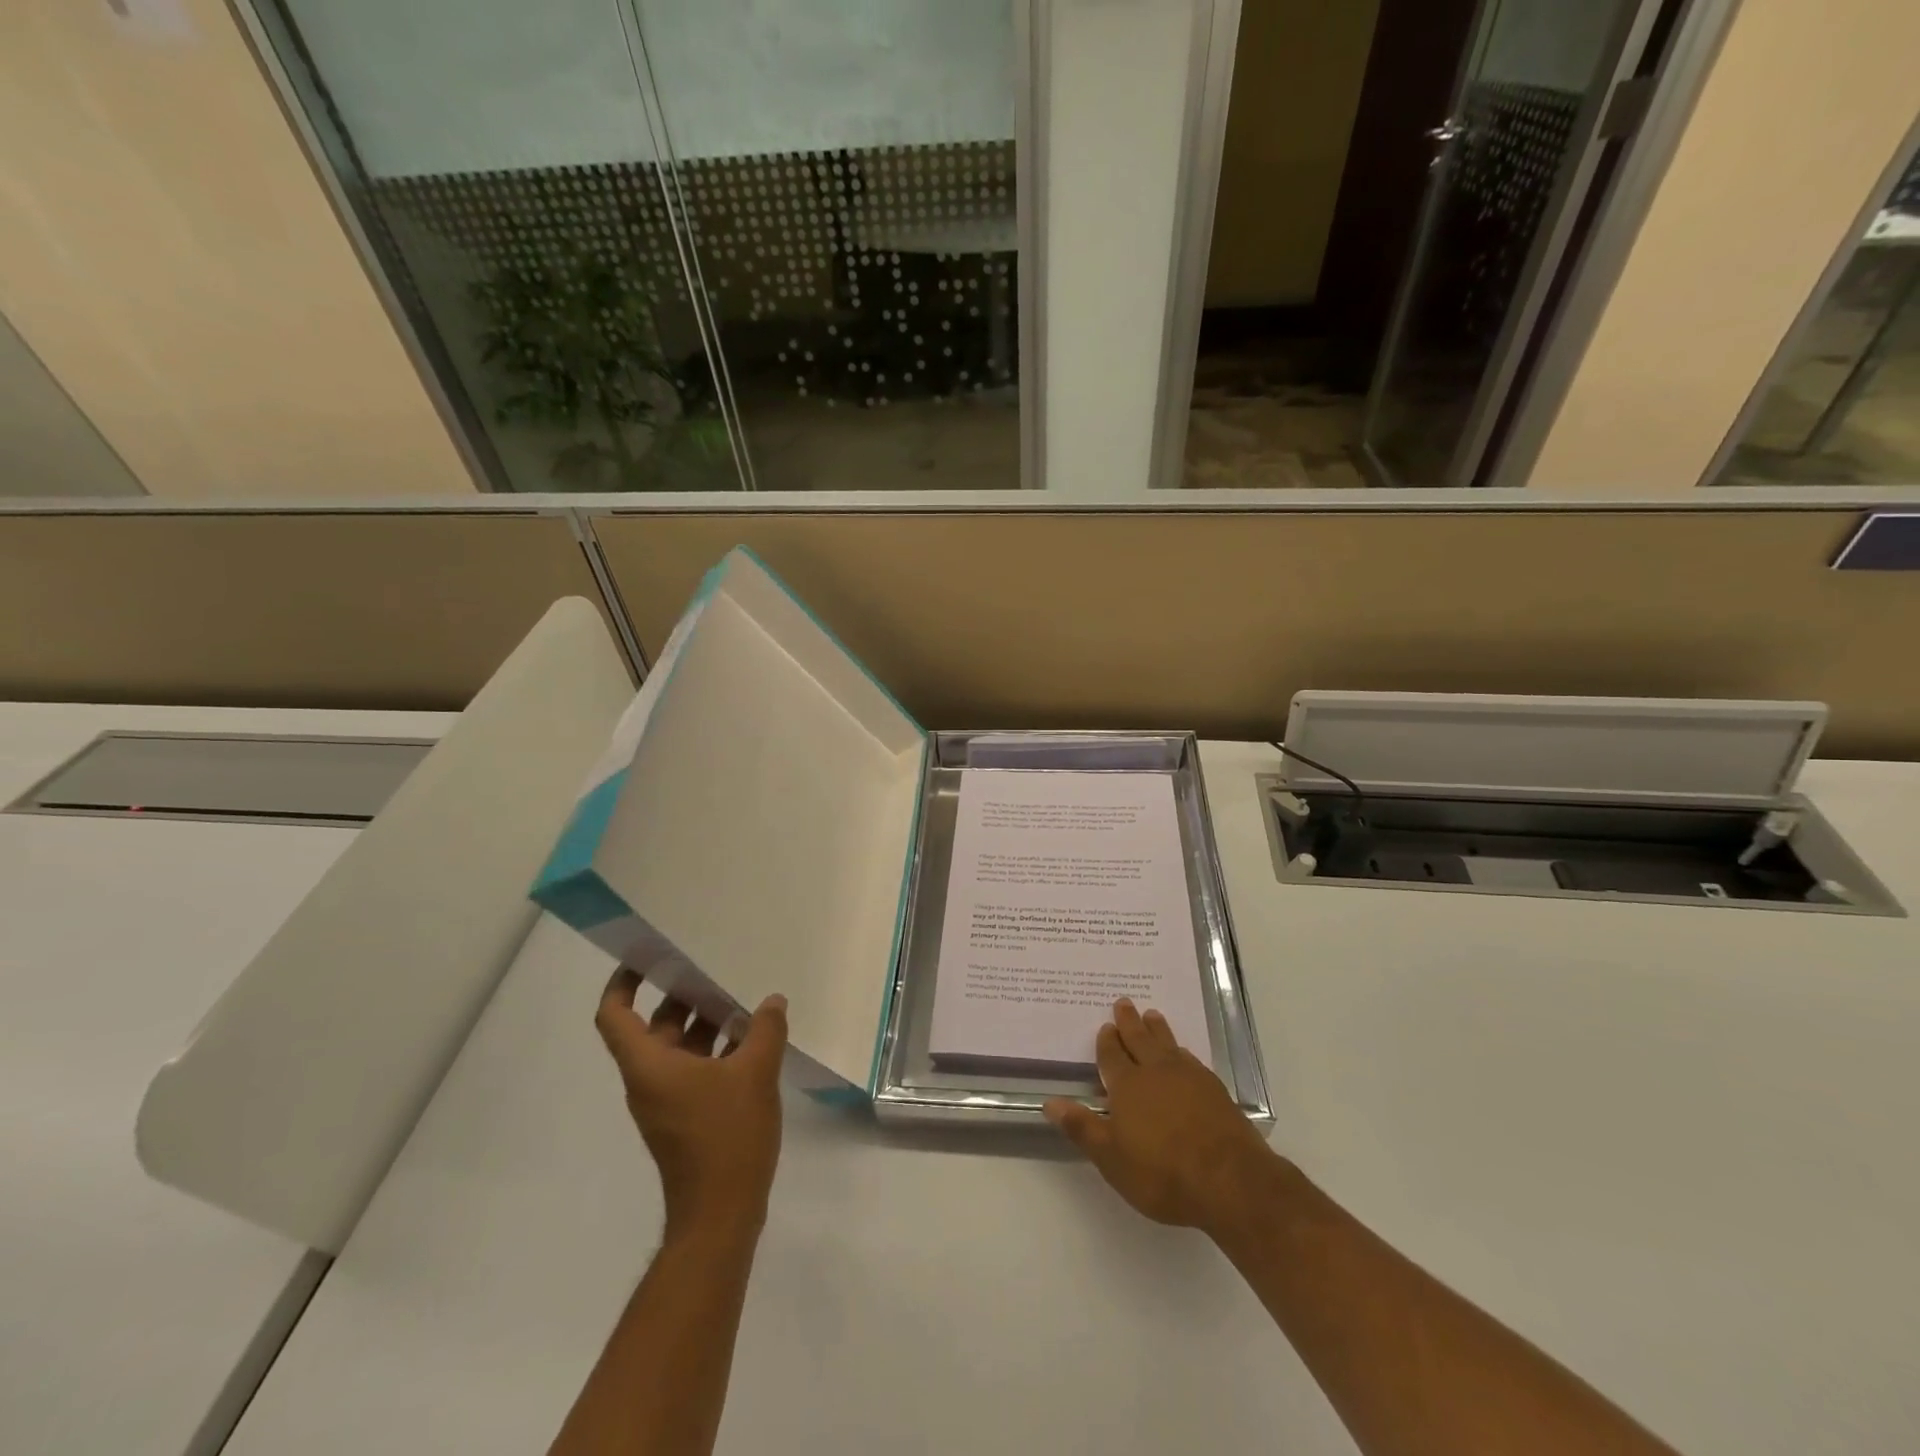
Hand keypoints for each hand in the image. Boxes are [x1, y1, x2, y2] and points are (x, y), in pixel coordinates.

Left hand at [594, 968, 787, 1242]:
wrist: (721, 1213)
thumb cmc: (727, 1137)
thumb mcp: (755, 1073)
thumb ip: (764, 1030)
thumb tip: (772, 1002)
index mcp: (649, 1065)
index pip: (615, 1015)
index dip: (622, 983)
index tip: (647, 957)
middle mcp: (650, 1079)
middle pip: (653, 1026)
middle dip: (680, 995)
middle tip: (712, 967)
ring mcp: (668, 1100)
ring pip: (677, 1047)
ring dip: (704, 1023)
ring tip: (740, 998)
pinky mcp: (687, 1116)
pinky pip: (694, 1068)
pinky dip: (715, 1050)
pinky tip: (751, 1039)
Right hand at [1044, 998, 1275, 1233]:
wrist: (1229, 1180)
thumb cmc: (1161, 1173)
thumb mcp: (1111, 1158)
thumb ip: (1082, 1128)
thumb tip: (1050, 1102)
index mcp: (1127, 1085)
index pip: (1112, 1056)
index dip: (1107, 1041)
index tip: (1105, 1026)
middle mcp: (1156, 1072)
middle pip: (1139, 1039)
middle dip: (1129, 1022)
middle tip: (1124, 1002)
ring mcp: (1188, 1078)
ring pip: (1167, 1044)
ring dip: (1157, 1029)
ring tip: (1152, 1015)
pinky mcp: (1214, 1090)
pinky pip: (1191, 1059)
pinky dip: (1181, 1051)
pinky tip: (1183, 1054)